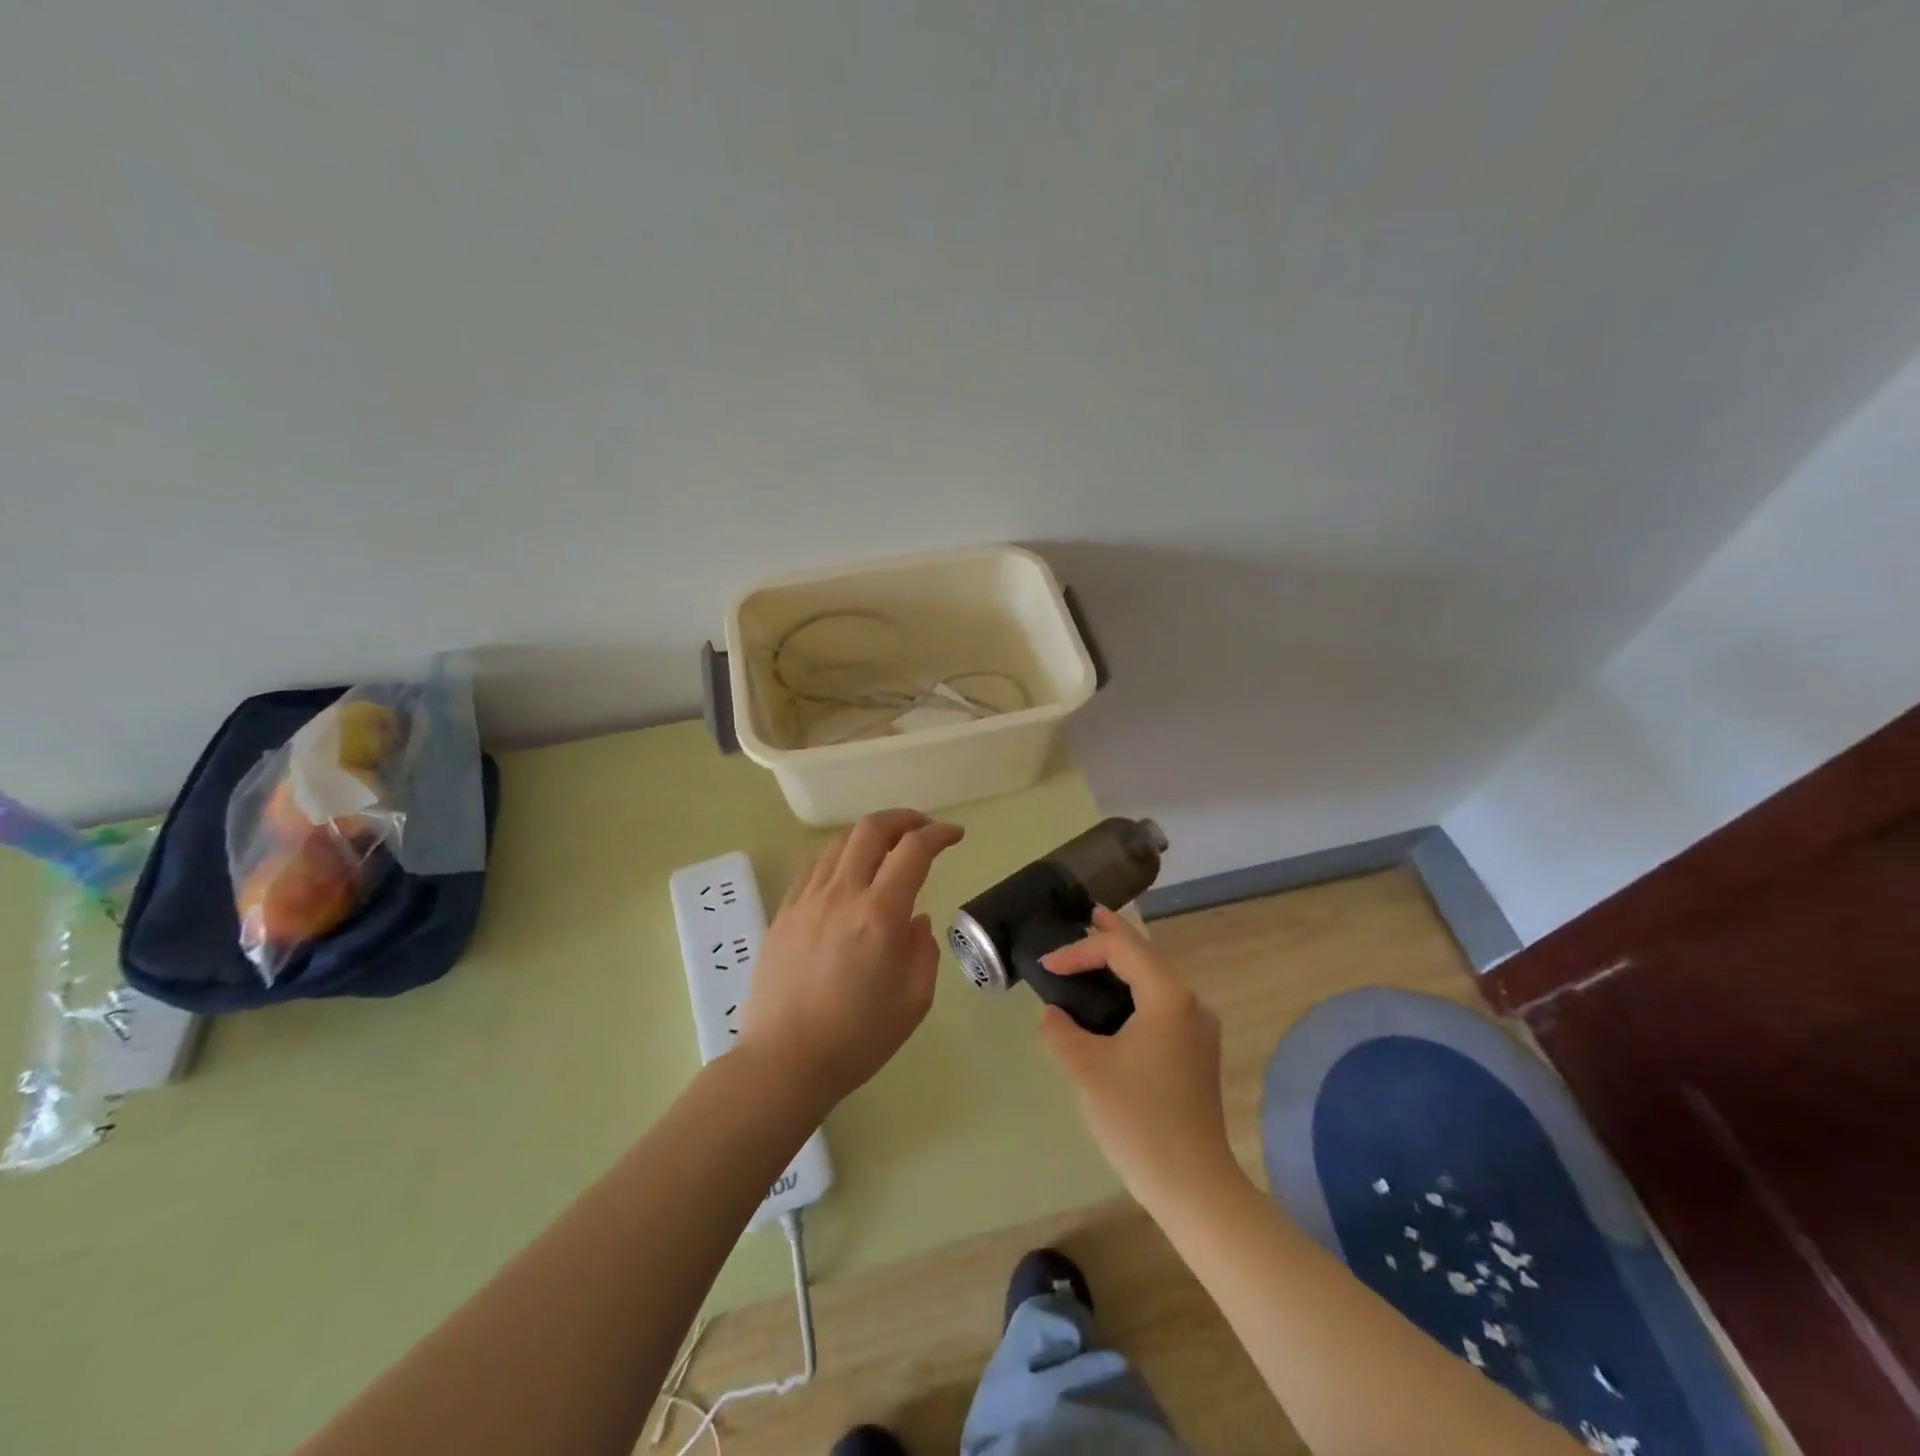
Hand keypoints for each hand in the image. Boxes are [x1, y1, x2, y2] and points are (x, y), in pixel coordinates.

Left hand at [741, 809, 964, 1110]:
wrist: (784, 1061)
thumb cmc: (857, 1038)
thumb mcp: (914, 1000)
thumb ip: (923, 950)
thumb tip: (915, 920)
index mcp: (879, 914)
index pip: (914, 850)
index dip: (939, 834)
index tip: (954, 835)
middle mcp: (842, 894)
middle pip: (871, 829)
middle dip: (904, 819)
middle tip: (922, 830)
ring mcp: (807, 899)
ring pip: (840, 843)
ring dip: (870, 835)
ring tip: (887, 848)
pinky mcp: (784, 912)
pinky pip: (814, 867)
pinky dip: (840, 857)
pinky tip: (847, 875)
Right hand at [1038, 906, 1235, 1207]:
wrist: (1193, 1184)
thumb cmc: (1138, 1119)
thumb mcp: (1088, 1069)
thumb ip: (1062, 1031)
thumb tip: (1052, 1014)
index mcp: (1168, 997)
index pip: (1121, 950)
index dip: (1080, 950)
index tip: (1047, 966)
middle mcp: (1190, 1003)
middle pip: (1146, 955)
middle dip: (1112, 937)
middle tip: (1085, 918)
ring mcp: (1199, 1029)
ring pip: (1156, 979)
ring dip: (1125, 964)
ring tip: (1096, 951)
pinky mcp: (1197, 1052)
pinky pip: (1162, 1003)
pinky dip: (1135, 990)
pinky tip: (1117, 999)